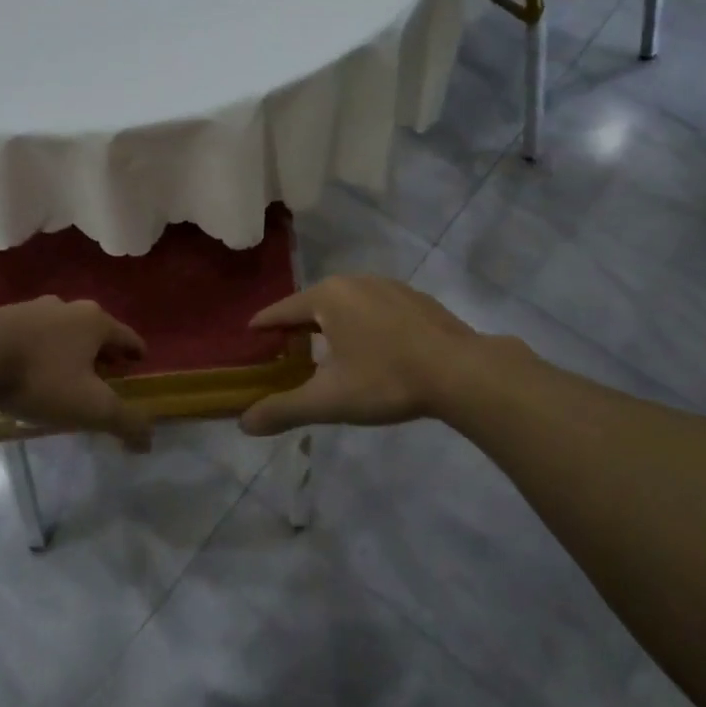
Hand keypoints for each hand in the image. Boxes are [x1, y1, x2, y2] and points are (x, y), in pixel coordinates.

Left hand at [0, 298, 153, 449]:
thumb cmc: (39, 378)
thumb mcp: (89, 407)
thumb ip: (124, 422)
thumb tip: (149, 440)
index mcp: (94, 322)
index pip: (127, 336)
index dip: (135, 351)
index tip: (139, 362)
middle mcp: (66, 308)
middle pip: (94, 329)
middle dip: (102, 350)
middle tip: (106, 372)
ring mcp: (31, 309)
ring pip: (60, 329)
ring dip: (68, 348)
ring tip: (66, 372)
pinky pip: (30, 335)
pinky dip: (38, 350)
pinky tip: (29, 369)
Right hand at [239, 276, 485, 436]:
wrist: (462, 372)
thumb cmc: (386, 379)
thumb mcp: (329, 400)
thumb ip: (284, 409)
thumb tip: (243, 424)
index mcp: (329, 297)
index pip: (283, 309)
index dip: (265, 324)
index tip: (251, 334)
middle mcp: (356, 282)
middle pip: (316, 304)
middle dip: (299, 326)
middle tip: (287, 350)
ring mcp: (391, 287)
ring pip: (349, 304)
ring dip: (334, 324)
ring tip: (328, 351)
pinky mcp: (418, 300)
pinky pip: (377, 309)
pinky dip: (365, 325)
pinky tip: (374, 350)